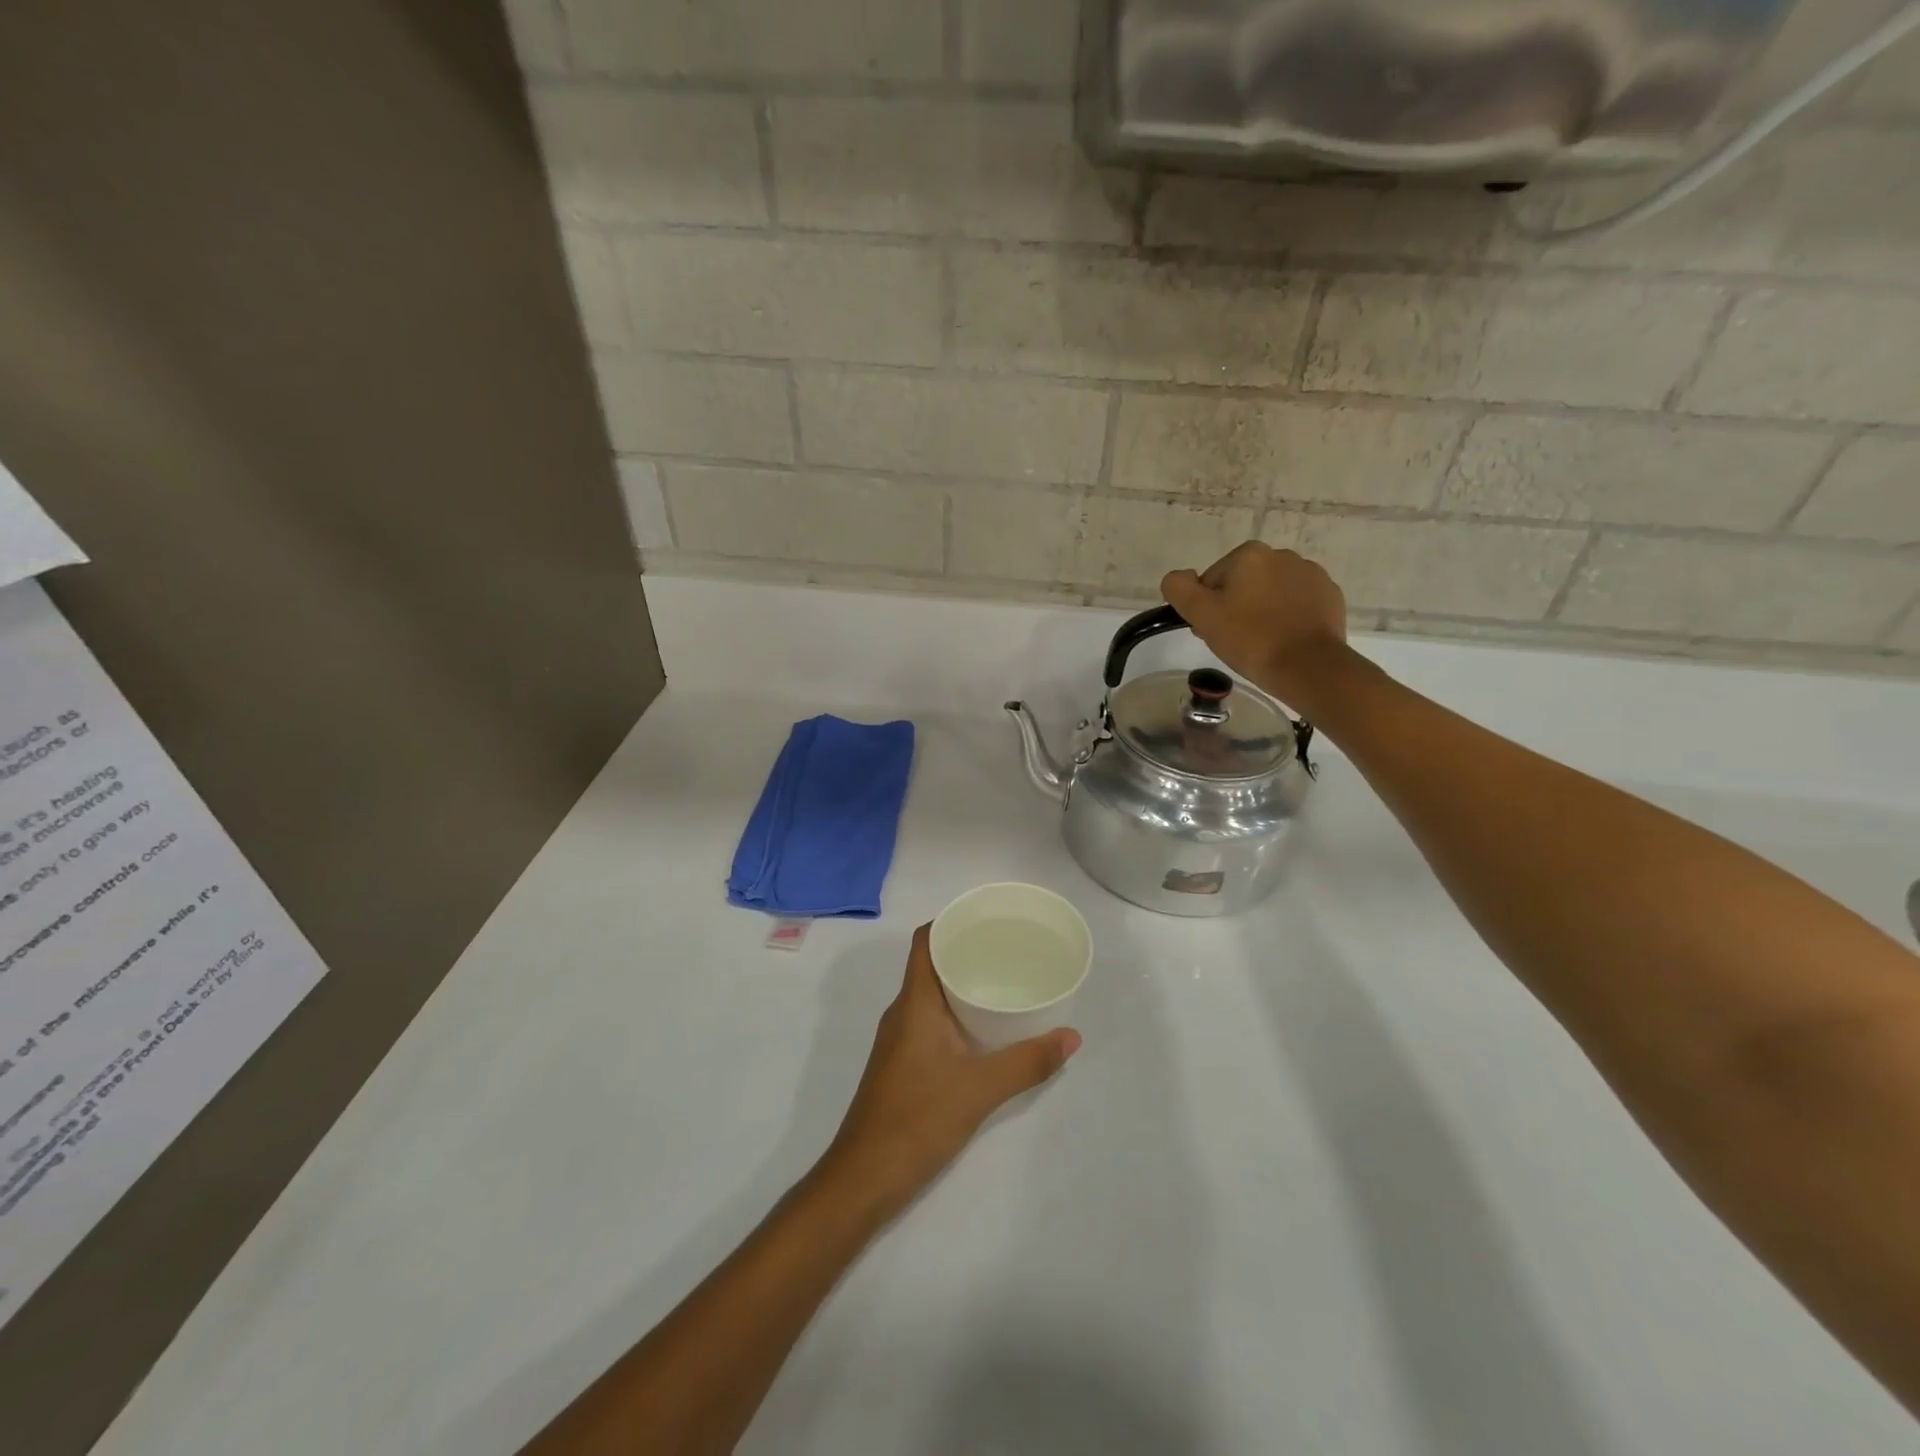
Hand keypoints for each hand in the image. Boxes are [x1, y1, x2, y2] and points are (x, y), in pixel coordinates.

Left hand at [820, 925, 1079, 1216]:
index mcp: (914, 1002)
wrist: (864, 1178)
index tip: (988, 917)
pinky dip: (958, 1013)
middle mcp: (903, 1012)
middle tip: (1011, 947)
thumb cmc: (917, 1119)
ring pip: (933, 995)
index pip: (925, 941)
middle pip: (932, 964)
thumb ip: (1028, 1062)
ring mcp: (900, 1040)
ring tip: (1006, 980)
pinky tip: (986, 1029)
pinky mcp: (903, 1064)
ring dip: (964, 983)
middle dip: (968, 950)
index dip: (951, 921)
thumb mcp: (980, 1088)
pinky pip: (932, 1021)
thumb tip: (1072, 1036)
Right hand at [1161, 541, 1350, 703]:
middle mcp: (1282, 555)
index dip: (1208, 607)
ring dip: (1263, 610)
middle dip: (1236, 606)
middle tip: (1235, 640)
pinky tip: (1285, 639)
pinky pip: (1298, 603)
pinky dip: (1288, 617)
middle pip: (1243, 583)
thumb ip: (1179, 588)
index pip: (1212, 580)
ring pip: (1271, 592)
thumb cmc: (1250, 639)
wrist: (1308, 667)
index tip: (1213, 631)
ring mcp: (1311, 574)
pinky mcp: (1330, 595)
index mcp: (1249, 554)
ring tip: (1262, 642)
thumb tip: (1178, 577)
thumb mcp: (1202, 615)